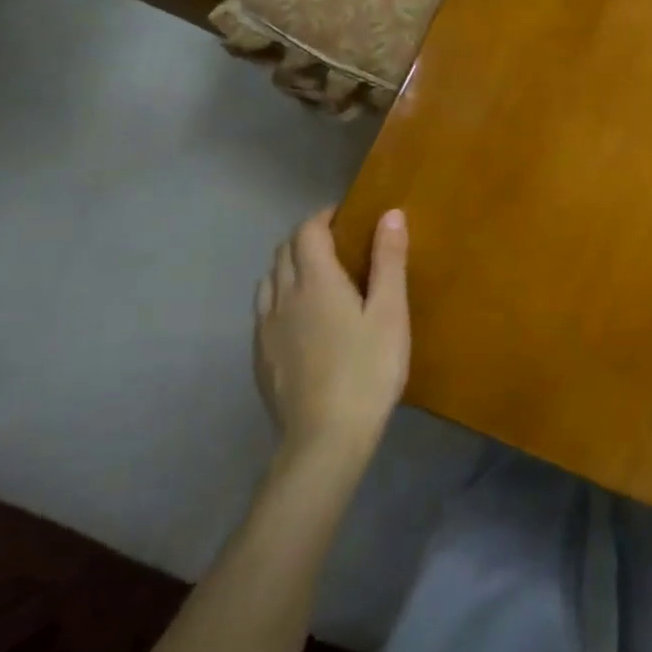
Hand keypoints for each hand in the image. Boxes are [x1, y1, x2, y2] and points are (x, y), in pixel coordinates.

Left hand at [253, 207, 409, 464]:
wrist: (326, 437)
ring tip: (318, 277)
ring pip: (269, 281)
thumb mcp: (390, 312)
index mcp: (316, 281)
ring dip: (289, 266)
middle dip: (307, 238)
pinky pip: (264, 311)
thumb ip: (389, 260)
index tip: (345, 215)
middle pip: (284, 252)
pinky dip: (281, 297)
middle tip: (338, 243)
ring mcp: (266, 329)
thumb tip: (389, 214)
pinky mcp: (260, 357)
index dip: (323, 217)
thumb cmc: (369, 368)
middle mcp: (282, 297)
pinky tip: (302, 319)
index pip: (307, 232)